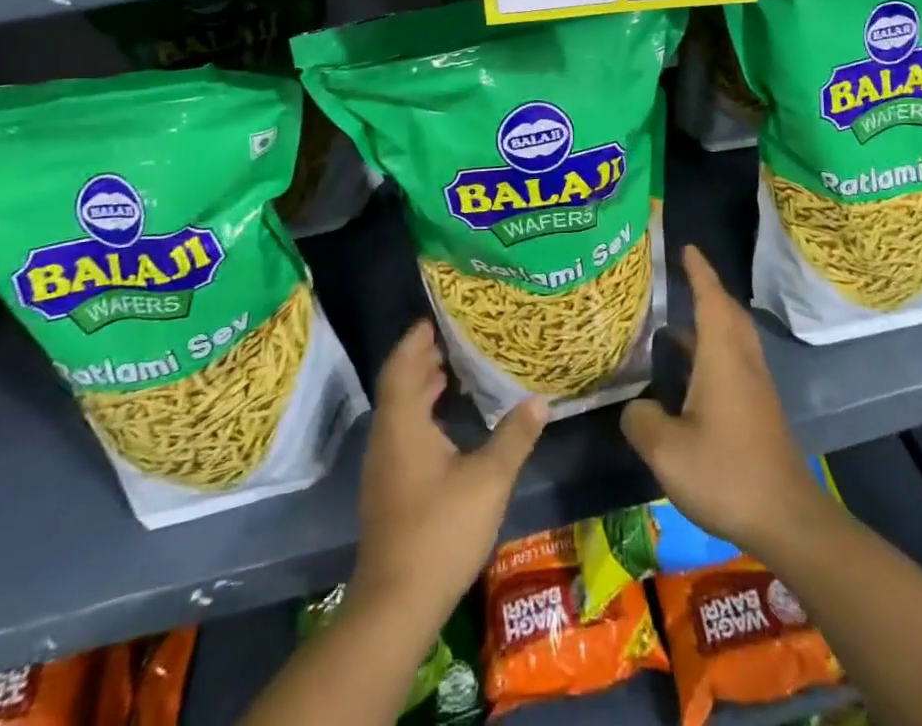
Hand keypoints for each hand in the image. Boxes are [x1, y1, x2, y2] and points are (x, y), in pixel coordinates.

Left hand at [351, 320, 548, 626]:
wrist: (396, 604)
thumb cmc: (440, 530)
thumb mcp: (488, 479)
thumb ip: (514, 436)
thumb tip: (539, 399)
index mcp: (403, 424)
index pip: (402, 366)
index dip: (415, 339)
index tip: (434, 317)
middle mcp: (386, 438)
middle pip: (398, 384)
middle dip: (421, 358)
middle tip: (452, 338)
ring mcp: (383, 466)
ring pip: (399, 411)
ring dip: (420, 387)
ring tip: (451, 370)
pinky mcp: (388, 489)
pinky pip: (401, 432)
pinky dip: (420, 413)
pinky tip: (445, 424)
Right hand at [620, 247, 832, 561]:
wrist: (787, 518)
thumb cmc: (726, 473)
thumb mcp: (667, 450)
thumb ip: (642, 419)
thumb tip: (635, 406)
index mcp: (723, 356)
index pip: (711, 298)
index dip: (698, 270)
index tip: (685, 247)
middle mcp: (742, 361)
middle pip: (726, 311)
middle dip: (705, 290)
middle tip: (678, 280)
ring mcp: (755, 385)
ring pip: (732, 337)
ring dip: (708, 321)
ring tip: (672, 324)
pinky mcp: (759, 408)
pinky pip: (734, 359)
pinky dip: (712, 349)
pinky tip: (689, 374)